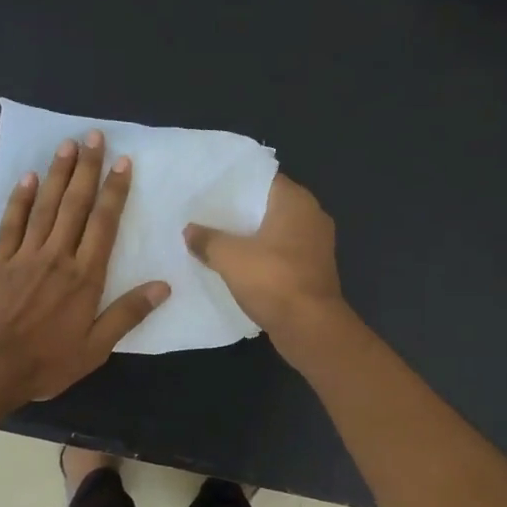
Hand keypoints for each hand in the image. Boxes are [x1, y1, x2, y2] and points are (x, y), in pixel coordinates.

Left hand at [0, 130, 169, 403]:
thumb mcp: (95, 348)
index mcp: (85, 277)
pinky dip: (20, 199)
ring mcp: (25, 256)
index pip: (104, 224)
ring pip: (45, 206)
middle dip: (87, 169)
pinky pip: (11, 223)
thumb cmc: (46, 362)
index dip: (114, 192)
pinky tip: (28, 178)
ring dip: (58, 174)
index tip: (122, 163)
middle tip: (95, 136)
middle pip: (75, 205)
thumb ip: (127, 314)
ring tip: (68, 145)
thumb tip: (163, 287)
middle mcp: (57, 257)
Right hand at [184, 174, 343, 344]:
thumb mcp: (230, 258)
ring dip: (252, 237)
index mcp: (296, 202)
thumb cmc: (273, 281)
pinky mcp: (313, 271)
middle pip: (269, 206)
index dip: (236, 183)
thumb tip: (189, 231)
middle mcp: (312, 217)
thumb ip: (207, 240)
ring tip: (218, 239)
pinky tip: (239, 266)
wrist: (310, 328)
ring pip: (276, 232)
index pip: (263, 179)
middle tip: (207, 214)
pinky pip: (282, 255)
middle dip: (241, 212)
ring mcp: (316, 246)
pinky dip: (263, 258)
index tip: (210, 190)